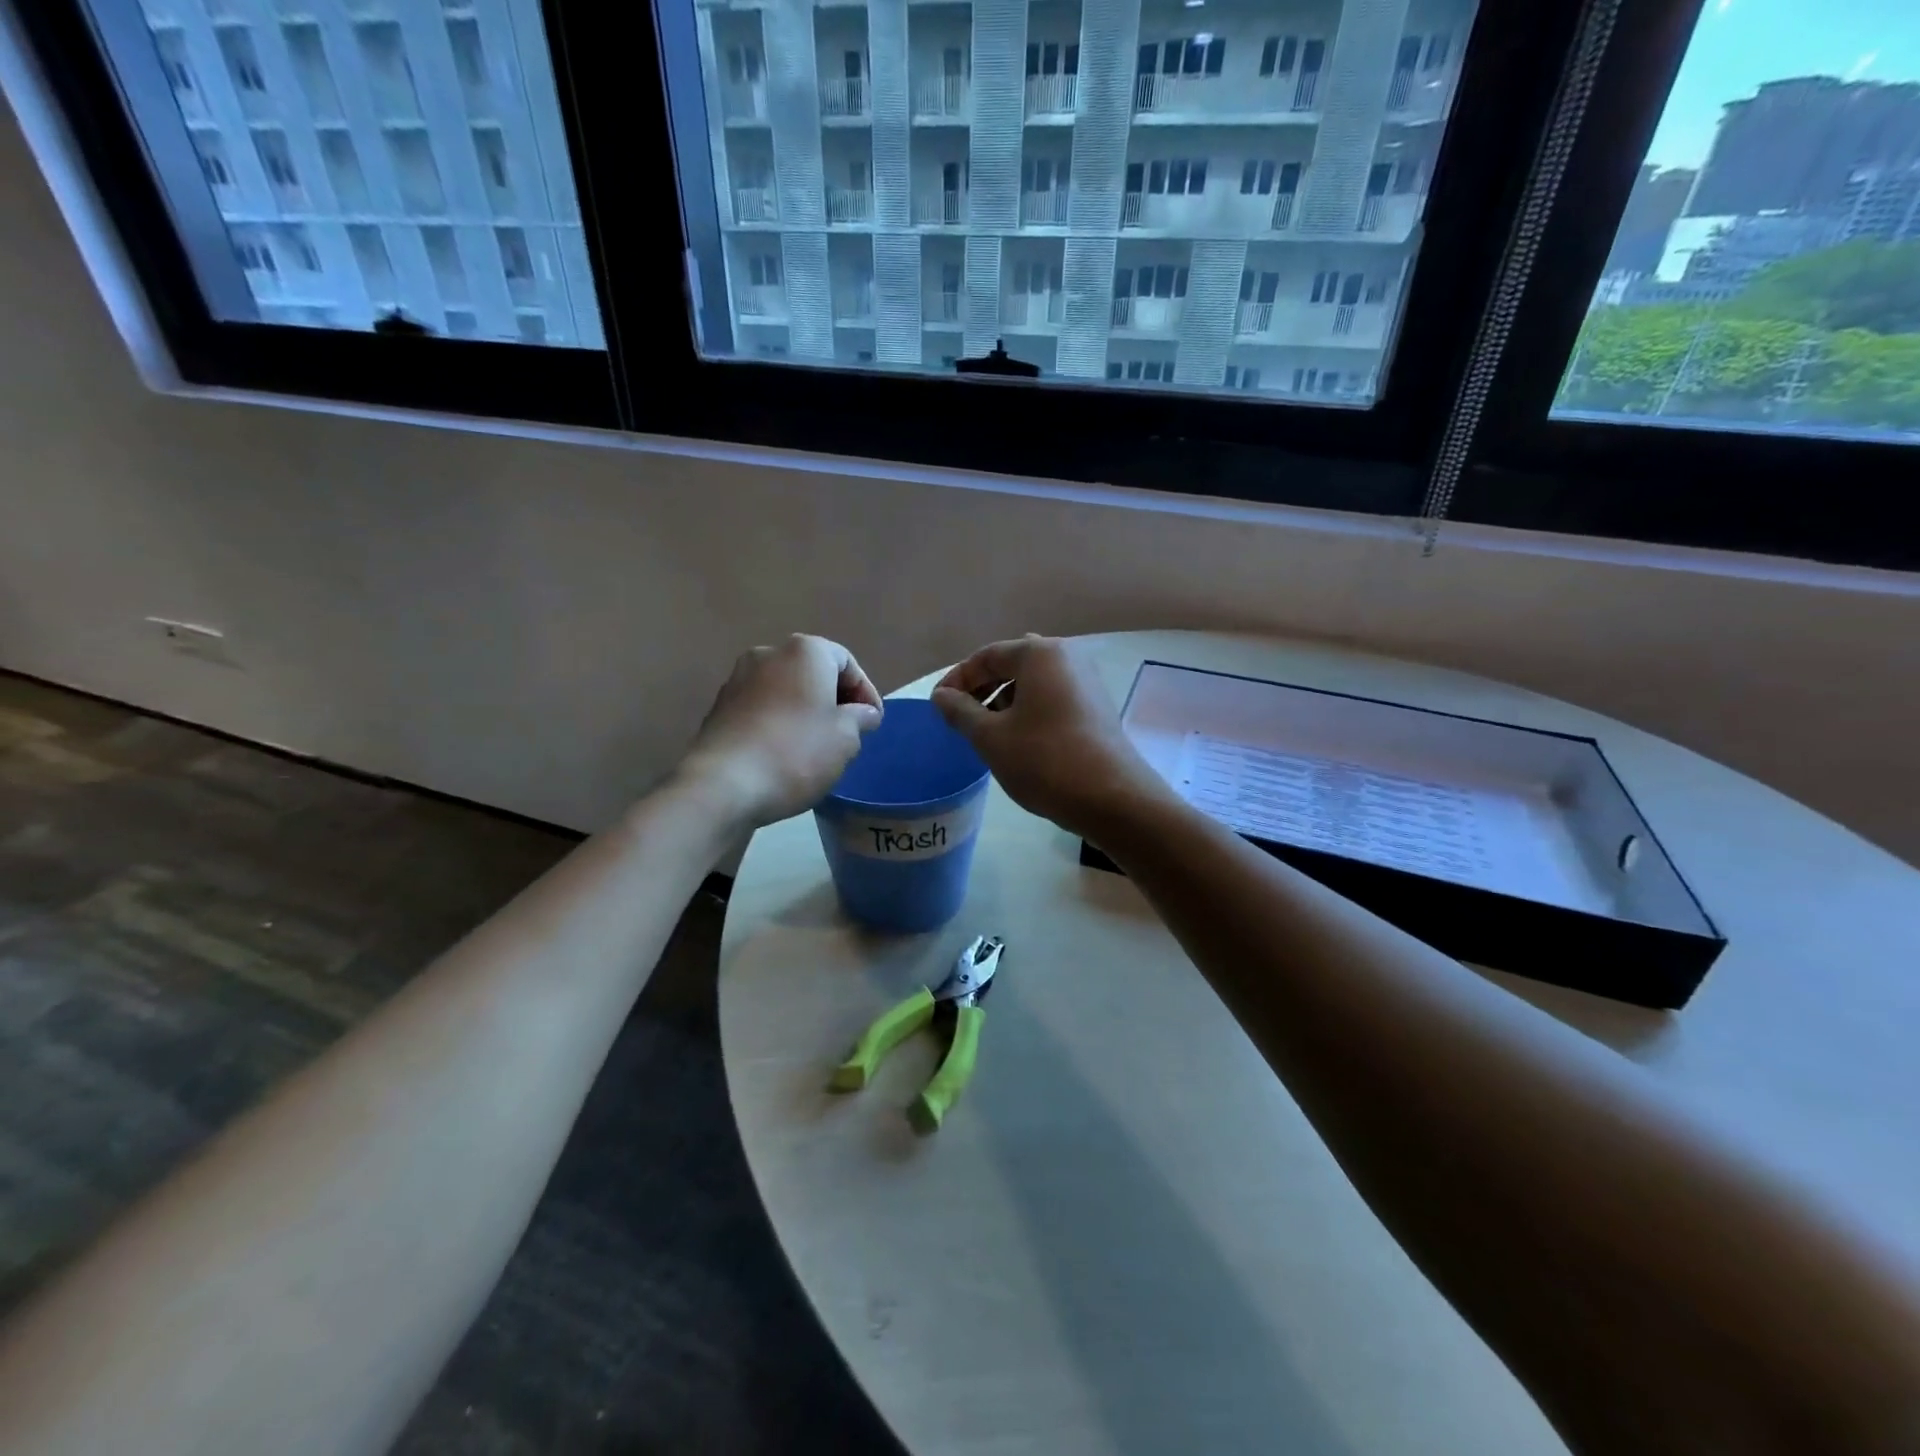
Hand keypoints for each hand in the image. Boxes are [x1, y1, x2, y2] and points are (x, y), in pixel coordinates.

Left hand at [680, 635, 883, 828]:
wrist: (724, 785)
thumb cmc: (797, 753)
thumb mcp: (845, 738)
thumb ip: (860, 718)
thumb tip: (863, 713)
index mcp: (804, 652)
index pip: (846, 662)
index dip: (866, 692)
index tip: (873, 723)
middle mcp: (768, 654)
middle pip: (813, 672)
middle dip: (834, 700)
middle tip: (850, 733)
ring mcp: (738, 679)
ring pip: (786, 690)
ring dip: (805, 711)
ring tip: (819, 746)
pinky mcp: (719, 707)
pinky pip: (762, 708)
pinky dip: (780, 722)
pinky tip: (787, 753)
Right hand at [930, 636, 1169, 839]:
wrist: (1112, 798)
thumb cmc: (1044, 760)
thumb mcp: (991, 737)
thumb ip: (961, 711)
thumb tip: (941, 696)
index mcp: (1040, 653)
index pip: (986, 656)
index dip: (957, 680)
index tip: (938, 707)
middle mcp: (1067, 657)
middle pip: (1011, 665)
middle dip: (982, 689)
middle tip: (960, 719)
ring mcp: (1086, 682)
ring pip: (1033, 684)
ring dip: (1004, 702)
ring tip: (986, 733)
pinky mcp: (1096, 708)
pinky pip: (1051, 699)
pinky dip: (1028, 712)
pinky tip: (1018, 741)